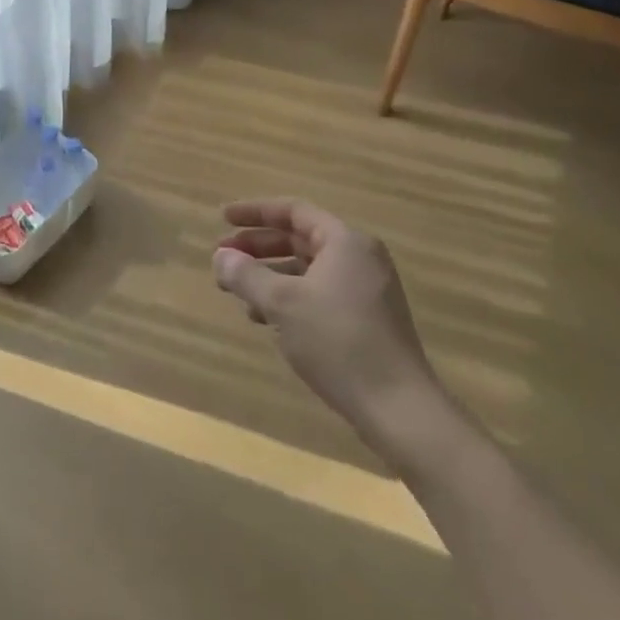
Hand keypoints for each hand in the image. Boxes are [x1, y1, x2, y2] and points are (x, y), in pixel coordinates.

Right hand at [213, 198, 451, 471]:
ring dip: (269, 276)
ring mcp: (366, 290)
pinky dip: (289, 298)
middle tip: (222, 258)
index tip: (222, 219)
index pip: (293, 211)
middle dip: (258, 247)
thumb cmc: (338, 342)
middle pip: (299, 238)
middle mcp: (359, 258)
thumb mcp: (282, 303)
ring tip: (236, 292)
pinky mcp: (367, 320)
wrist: (399, 408)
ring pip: (307, 269)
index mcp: (345, 242)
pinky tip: (265, 319)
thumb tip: (220, 257)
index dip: (255, 212)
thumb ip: (246, 275)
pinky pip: (319, 293)